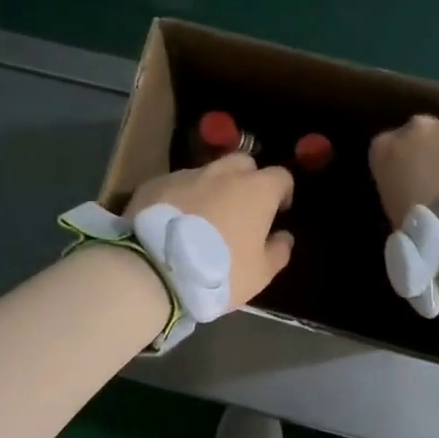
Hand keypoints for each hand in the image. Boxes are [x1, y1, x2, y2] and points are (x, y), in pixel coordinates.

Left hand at [126, 154, 295, 308]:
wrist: (154, 270)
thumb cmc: (218, 272)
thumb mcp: (260, 274)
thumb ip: (278, 251)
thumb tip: (284, 236)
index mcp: (256, 190)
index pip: (280, 176)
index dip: (282, 192)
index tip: (278, 211)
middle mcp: (223, 173)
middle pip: (243, 164)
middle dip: (247, 180)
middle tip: (241, 209)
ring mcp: (186, 175)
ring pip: (207, 173)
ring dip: (211, 189)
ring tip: (202, 218)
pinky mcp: (155, 183)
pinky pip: (176, 186)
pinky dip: (181, 198)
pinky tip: (172, 223)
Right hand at [369, 115, 438, 225]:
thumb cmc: (421, 225)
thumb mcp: (394, 208)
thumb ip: (398, 187)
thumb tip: (410, 190)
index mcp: (385, 148)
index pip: (385, 146)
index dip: (399, 162)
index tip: (406, 179)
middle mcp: (416, 128)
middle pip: (419, 132)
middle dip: (427, 149)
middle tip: (437, 177)